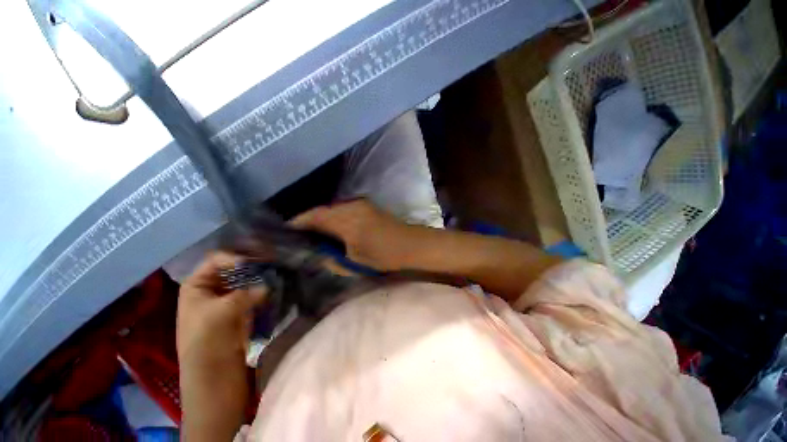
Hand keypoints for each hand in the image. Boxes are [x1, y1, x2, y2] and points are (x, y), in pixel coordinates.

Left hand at [176, 252, 266, 368]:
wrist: (212, 374)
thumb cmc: (207, 340)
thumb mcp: (222, 312)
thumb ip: (246, 293)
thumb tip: (268, 285)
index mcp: (197, 285)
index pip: (217, 260)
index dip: (235, 257)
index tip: (256, 262)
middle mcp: (212, 288)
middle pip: (233, 268)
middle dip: (252, 264)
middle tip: (273, 261)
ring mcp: (227, 299)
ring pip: (246, 280)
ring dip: (260, 276)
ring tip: (277, 272)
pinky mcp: (241, 309)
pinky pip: (253, 293)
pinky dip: (264, 289)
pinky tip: (275, 286)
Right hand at [290, 199, 414, 270]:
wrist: (410, 244)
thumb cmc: (384, 256)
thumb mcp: (355, 263)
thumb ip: (331, 259)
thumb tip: (317, 253)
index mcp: (347, 221)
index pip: (315, 217)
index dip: (298, 222)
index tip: (286, 231)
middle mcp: (351, 207)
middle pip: (321, 210)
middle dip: (307, 221)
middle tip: (298, 234)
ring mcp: (360, 204)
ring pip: (332, 209)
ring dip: (320, 218)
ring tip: (313, 233)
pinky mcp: (366, 205)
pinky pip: (342, 209)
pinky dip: (332, 217)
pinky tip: (331, 228)